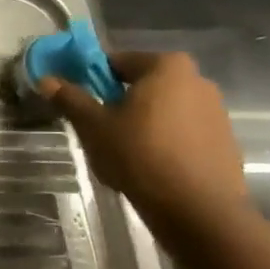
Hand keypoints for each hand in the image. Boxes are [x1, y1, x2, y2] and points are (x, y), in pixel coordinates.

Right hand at [37, 51, 247, 229]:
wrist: (196, 206)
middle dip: (119, 102)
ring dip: (141, 122)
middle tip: (98, 129)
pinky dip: (164, 140)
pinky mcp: (223, 139)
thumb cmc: (139, 155)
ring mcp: (215, 110)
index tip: (79, 101)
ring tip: (123, 152)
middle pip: (143, 85)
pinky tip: (149, 165)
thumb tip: (46, 79)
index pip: (117, 61)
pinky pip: (182, 131)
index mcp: (166, 66)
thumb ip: (70, 98)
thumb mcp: (93, 126)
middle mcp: (197, 79)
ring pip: (163, 109)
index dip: (92, 79)